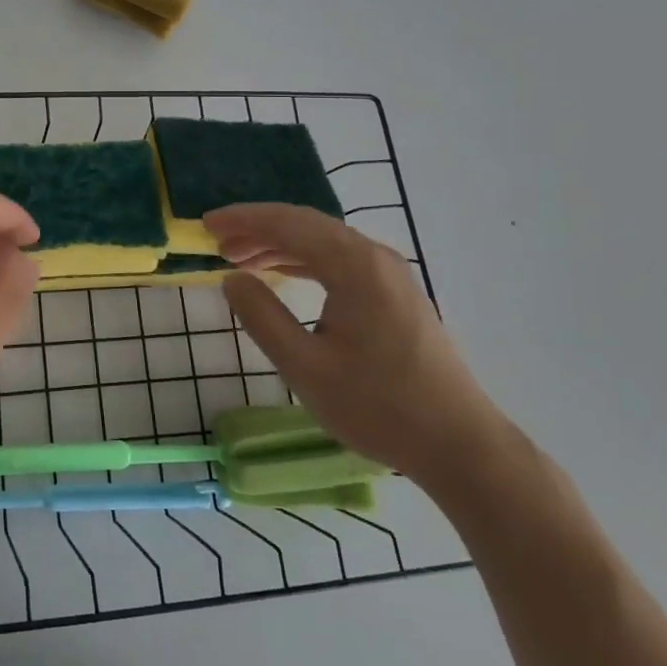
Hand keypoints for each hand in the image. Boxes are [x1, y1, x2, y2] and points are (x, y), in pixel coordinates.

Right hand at [208, 203, 508, 486]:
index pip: (288, 224)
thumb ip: (262, 317)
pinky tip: (283, 274)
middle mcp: (374, 256)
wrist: (460, 445)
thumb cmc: (378, 407)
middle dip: (258, 229)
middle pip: (306, 225)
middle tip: (218, 242)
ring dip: (280, 244)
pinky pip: (340, 259)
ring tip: (240, 258)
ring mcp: (390, 273)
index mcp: (354, 266)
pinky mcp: (396, 293)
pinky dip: (305, 260)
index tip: (206, 224)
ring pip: (323, 241)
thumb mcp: (305, 367)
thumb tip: (231, 279)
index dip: (243, 220)